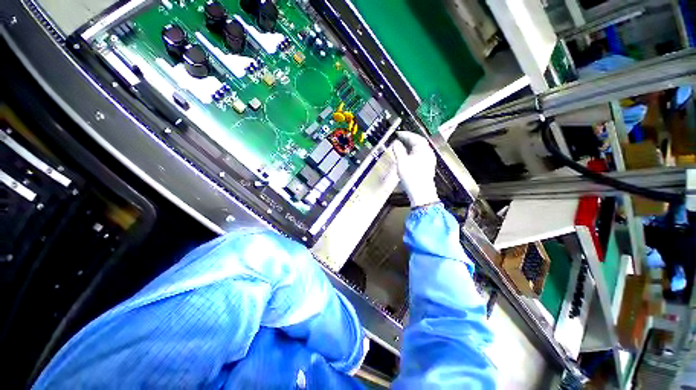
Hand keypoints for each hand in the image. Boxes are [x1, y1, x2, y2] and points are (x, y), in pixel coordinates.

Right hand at [391, 131, 438, 206]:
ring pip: (419, 150)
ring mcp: (429, 160)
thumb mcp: (401, 162)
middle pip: (418, 142)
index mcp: (423, 149)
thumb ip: (398, 150)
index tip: (397, 133)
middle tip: (399, 138)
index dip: (405, 134)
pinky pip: (420, 156)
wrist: (421, 193)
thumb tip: (395, 142)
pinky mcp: (427, 167)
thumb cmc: (411, 176)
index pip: (414, 137)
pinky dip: (412, 154)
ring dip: (410, 147)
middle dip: (408, 140)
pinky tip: (407, 158)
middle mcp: (428, 153)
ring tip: (401, 147)